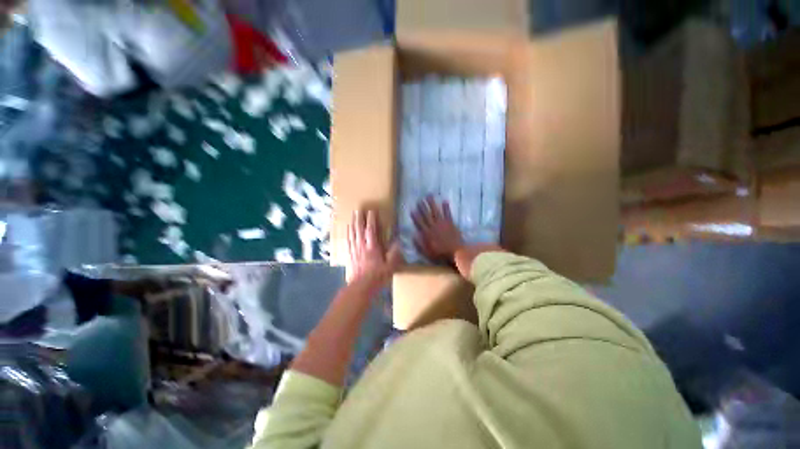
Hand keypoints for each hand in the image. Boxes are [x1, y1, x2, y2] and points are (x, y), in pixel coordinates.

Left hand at [347, 209, 402, 284]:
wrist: (360, 287)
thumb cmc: (377, 277)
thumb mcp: (390, 267)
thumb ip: (394, 254)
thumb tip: (398, 242)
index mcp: (372, 247)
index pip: (371, 230)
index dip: (371, 220)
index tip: (371, 211)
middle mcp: (362, 246)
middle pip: (359, 229)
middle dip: (359, 218)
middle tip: (359, 209)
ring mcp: (354, 250)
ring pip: (353, 233)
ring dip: (353, 223)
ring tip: (353, 215)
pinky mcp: (349, 254)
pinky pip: (348, 240)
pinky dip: (348, 233)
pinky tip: (347, 228)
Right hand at [412, 196, 464, 262]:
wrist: (456, 252)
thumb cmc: (441, 254)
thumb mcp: (427, 252)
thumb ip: (419, 244)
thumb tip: (413, 235)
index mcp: (427, 234)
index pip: (419, 223)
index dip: (415, 216)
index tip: (412, 210)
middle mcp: (433, 226)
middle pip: (426, 215)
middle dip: (422, 207)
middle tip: (419, 199)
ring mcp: (442, 224)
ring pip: (435, 211)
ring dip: (432, 203)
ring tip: (429, 196)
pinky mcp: (450, 223)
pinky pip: (447, 213)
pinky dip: (446, 207)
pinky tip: (444, 201)